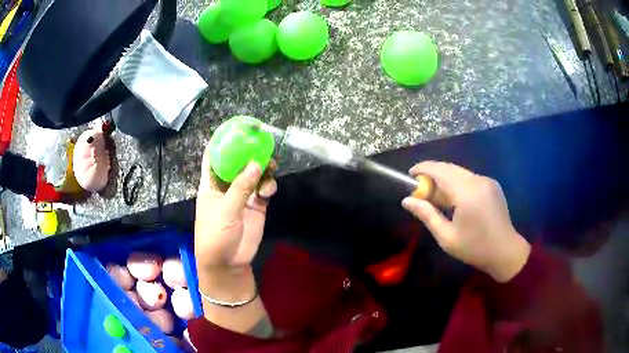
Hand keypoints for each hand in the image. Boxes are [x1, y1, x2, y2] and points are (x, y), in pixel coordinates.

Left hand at [195, 147, 276, 274]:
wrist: (228, 263)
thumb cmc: (215, 235)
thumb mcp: (225, 210)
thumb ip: (241, 187)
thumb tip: (256, 164)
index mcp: (211, 184)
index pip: (213, 157)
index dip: (221, 141)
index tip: (234, 128)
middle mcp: (227, 186)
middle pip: (237, 163)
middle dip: (249, 153)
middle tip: (263, 143)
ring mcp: (242, 196)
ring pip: (254, 174)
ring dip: (263, 168)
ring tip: (271, 165)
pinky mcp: (256, 206)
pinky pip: (264, 189)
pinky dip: (268, 185)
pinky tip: (269, 190)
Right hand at [402, 161, 530, 282]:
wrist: (505, 251)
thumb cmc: (474, 248)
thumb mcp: (446, 237)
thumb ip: (427, 215)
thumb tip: (407, 201)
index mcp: (466, 193)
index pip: (440, 171)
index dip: (423, 168)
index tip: (410, 174)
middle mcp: (477, 180)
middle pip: (450, 168)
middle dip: (433, 174)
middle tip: (420, 188)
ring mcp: (487, 181)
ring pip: (460, 172)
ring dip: (445, 179)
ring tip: (435, 196)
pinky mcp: (492, 185)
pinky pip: (470, 178)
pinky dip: (457, 183)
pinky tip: (453, 199)